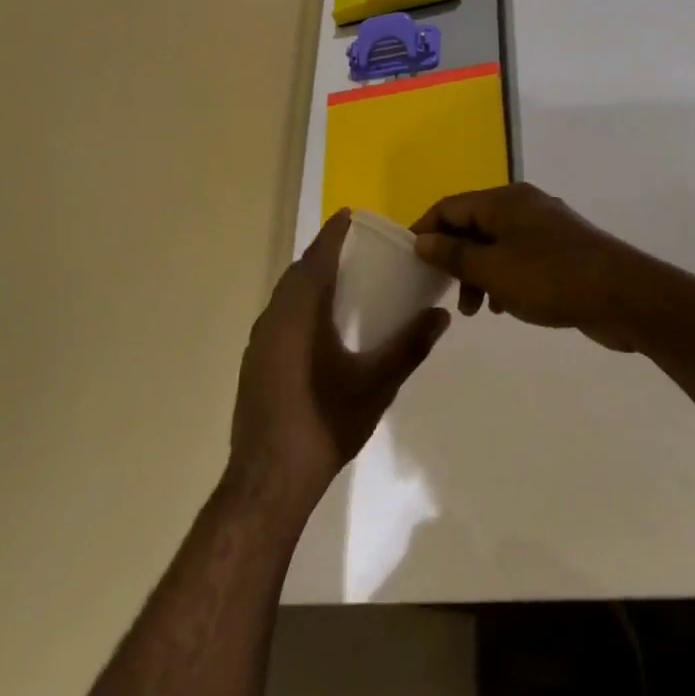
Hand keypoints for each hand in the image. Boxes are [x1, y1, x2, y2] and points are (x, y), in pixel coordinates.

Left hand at [228, 210, 449, 515]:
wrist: (269, 480)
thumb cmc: (325, 423)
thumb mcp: (376, 385)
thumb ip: (409, 347)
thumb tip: (441, 315)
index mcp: (299, 314)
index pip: (316, 259)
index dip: (332, 234)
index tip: (349, 214)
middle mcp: (273, 320)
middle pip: (297, 274)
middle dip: (322, 256)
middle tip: (353, 249)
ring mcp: (258, 344)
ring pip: (284, 297)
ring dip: (308, 282)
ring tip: (339, 283)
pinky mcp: (253, 365)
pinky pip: (278, 318)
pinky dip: (298, 307)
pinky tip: (319, 329)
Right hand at [411, 185, 655, 350]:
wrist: (624, 296)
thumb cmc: (551, 279)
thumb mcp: (493, 270)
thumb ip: (454, 255)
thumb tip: (422, 240)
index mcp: (505, 201)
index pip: (450, 206)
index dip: (425, 230)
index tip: (410, 262)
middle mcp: (524, 205)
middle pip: (473, 225)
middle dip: (455, 259)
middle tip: (447, 293)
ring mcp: (546, 227)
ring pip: (496, 245)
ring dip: (479, 273)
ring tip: (478, 310)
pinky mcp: (562, 251)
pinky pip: (519, 258)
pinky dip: (504, 278)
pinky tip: (505, 306)